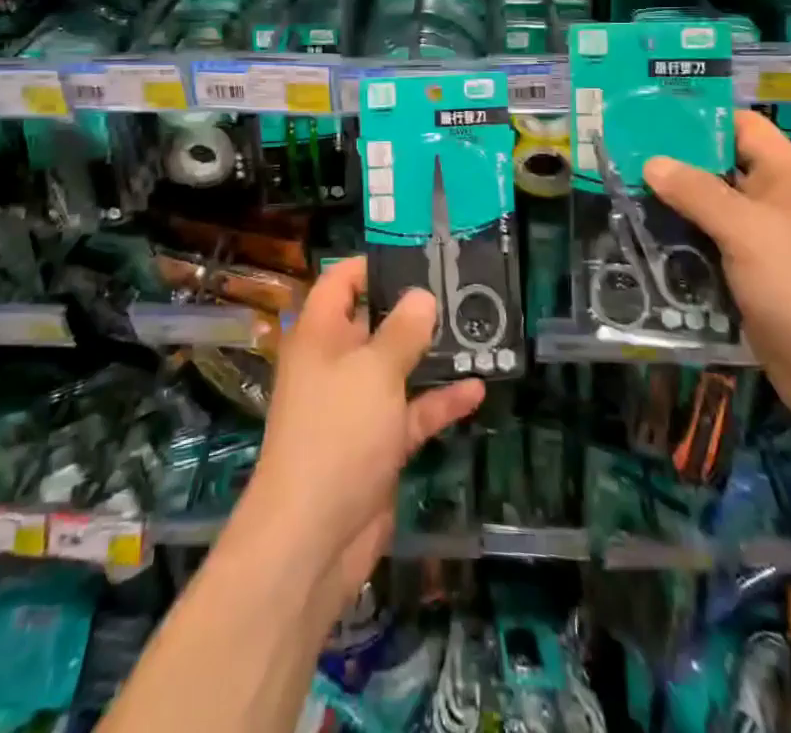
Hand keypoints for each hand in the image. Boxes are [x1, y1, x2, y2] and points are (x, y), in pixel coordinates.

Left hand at [236, 257, 484, 615]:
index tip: (416, 255)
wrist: (313, 536)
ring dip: (432, 354)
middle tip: (460, 289)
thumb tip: (421, 296)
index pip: (340, 282)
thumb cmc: (337, 432)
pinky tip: (476, 388)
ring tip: (476, 330)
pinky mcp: (377, 443)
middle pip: (374, 322)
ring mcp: (356, 405)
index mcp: (320, 334)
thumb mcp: (374, 371)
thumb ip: (402, 331)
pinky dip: (439, 401)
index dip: (371, 265)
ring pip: (397, 367)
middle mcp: (335, 362)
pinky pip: (411, 411)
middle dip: (413, 308)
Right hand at [644, 110, 790, 443]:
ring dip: (673, 208)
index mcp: (789, 174)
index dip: (698, 118)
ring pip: (712, 211)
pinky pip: (712, 247)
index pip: (740, 126)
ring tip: (621, 197)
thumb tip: (651, 162)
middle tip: (622, 159)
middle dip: (674, 165)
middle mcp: (778, 200)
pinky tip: (645, 243)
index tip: (647, 118)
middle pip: (720, 167)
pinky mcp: (755, 276)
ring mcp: (768, 241)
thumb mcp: (745, 230)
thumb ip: (695, 192)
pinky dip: (684, 244)